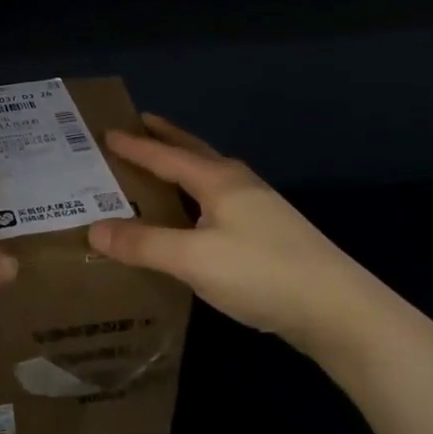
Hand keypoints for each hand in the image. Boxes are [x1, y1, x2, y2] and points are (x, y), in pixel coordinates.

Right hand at [88, 114, 397, 355]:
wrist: (339, 310)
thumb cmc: (261, 273)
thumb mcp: (193, 259)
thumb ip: (143, 243)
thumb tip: (94, 228)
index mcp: (219, 181)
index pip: (167, 156)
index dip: (136, 146)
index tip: (107, 131)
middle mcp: (240, 185)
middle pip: (195, 153)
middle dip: (167, 138)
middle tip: (141, 123)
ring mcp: (260, 209)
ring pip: (210, 176)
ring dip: (184, 165)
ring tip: (163, 165)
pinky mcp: (269, 234)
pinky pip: (219, 200)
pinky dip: (197, 194)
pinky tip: (196, 216)